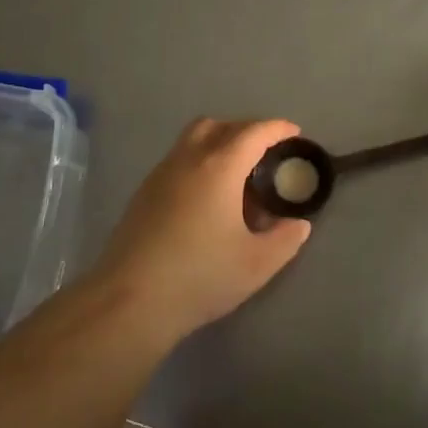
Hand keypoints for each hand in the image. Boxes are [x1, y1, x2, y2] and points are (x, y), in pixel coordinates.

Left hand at [89, 118, 311, 338]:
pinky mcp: (143, 195)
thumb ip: (285, 239)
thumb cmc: (200, 277)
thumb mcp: (257, 263)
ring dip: (219, 143)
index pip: (253, 133)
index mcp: (219, 168)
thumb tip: (298, 224)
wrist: (129, 302)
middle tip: (265, 151)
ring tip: (238, 174)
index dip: (277, 129)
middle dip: (245, 130)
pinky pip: (177, 161)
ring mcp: (160, 176)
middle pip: (218, 126)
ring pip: (192, 140)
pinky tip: (208, 198)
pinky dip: (199, 163)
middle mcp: (187, 161)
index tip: (294, 132)